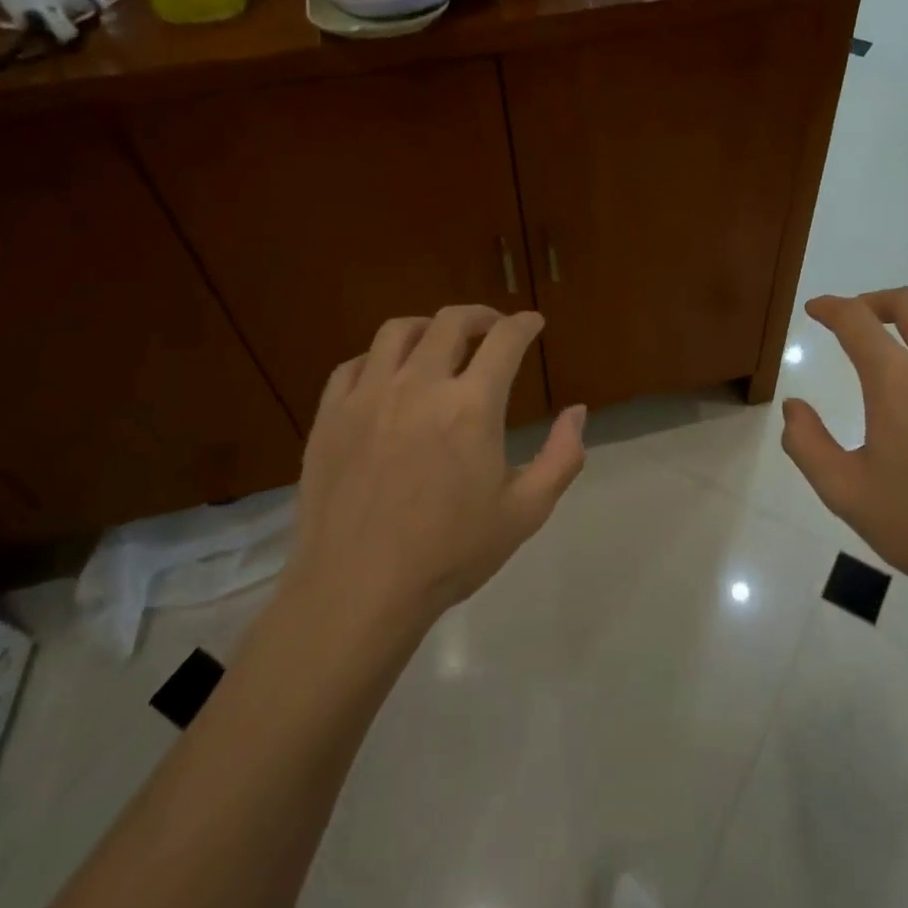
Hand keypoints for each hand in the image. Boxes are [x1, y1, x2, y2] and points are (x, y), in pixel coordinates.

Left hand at [286, 306, 585, 630]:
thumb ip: (562, 456)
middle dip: (481, 316)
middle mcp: (419, 386)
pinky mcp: (330, 416)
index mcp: (472, 406)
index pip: (505, 340)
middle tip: (493, 327)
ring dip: (428, 326)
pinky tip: (387, 376)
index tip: (533, 323)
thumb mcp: (526, 512)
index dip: (525, 324)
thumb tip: (577, 411)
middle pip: (451, 322)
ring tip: (439, 340)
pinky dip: (378, 359)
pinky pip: (353, 365)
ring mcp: (367, 397)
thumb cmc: (450, 554)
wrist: (358, 591)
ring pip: (397, 331)